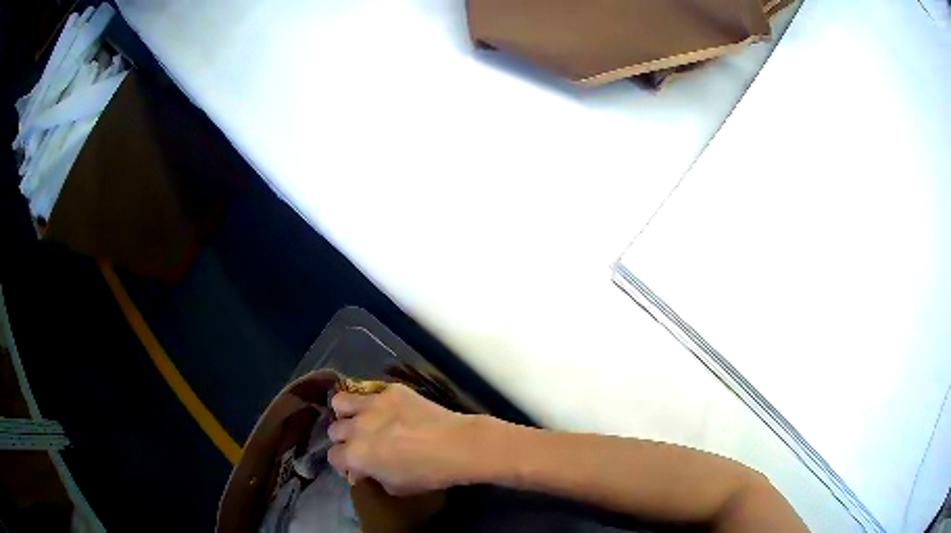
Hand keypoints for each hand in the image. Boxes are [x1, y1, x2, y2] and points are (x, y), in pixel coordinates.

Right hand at [327, 383, 484, 495]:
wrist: (456, 446)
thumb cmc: (428, 474)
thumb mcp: (396, 487)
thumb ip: (374, 477)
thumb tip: (369, 470)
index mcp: (355, 455)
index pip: (333, 457)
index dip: (344, 463)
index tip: (356, 466)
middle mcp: (356, 428)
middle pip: (335, 429)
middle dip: (344, 438)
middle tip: (361, 443)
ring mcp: (371, 405)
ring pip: (341, 402)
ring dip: (347, 413)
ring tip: (361, 418)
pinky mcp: (390, 390)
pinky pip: (371, 393)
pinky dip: (375, 402)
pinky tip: (389, 409)